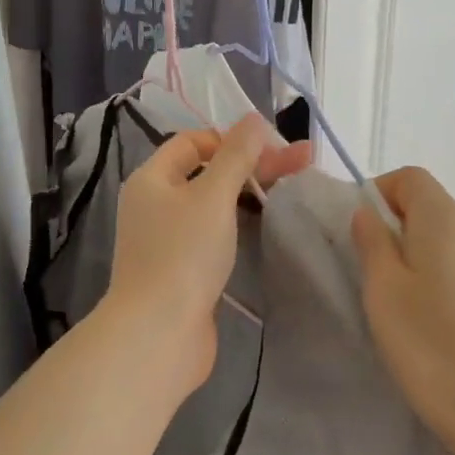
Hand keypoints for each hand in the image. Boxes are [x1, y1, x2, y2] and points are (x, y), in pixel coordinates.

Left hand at [103, 115, 311, 396]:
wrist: (159, 336)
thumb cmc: (183, 255)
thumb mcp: (213, 197)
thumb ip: (236, 156)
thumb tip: (253, 118)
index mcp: (152, 179)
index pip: (192, 142)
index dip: (231, 138)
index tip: (270, 148)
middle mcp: (155, 204)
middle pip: (207, 171)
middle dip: (252, 164)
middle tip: (302, 161)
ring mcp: (167, 239)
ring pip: (213, 204)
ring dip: (249, 192)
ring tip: (292, 187)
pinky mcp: (182, 269)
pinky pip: (212, 233)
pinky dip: (238, 224)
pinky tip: (266, 222)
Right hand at [352, 168, 454, 454]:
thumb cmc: (434, 348)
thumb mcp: (384, 291)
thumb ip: (372, 243)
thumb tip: (368, 214)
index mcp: (445, 219)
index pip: (408, 178)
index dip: (378, 193)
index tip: (357, 233)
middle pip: (428, 205)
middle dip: (393, 226)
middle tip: (369, 272)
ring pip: (445, 239)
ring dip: (415, 255)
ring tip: (397, 303)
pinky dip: (438, 277)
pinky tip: (430, 323)